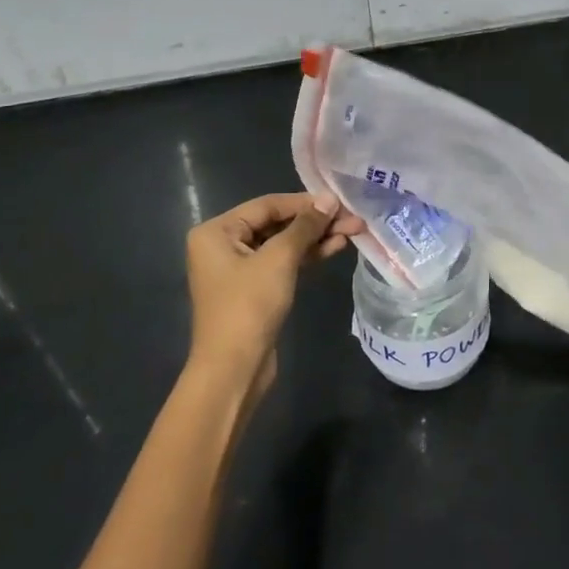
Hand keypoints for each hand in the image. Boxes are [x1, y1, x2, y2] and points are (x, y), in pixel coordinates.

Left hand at [185, 192, 361, 408]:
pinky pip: (283, 263)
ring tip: (352, 232)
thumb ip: (304, 226)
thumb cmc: (249, 305)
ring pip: (283, 244)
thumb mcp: (279, 259)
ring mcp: (239, 268)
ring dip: (316, 238)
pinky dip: (307, 256)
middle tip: (352, 220)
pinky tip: (335, 248)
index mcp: (216, 231)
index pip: (268, 205)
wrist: (235, 368)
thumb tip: (329, 199)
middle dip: (315, 222)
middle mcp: (223, 244)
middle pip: (276, 223)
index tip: (340, 202)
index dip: (305, 202)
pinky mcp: (255, 288)